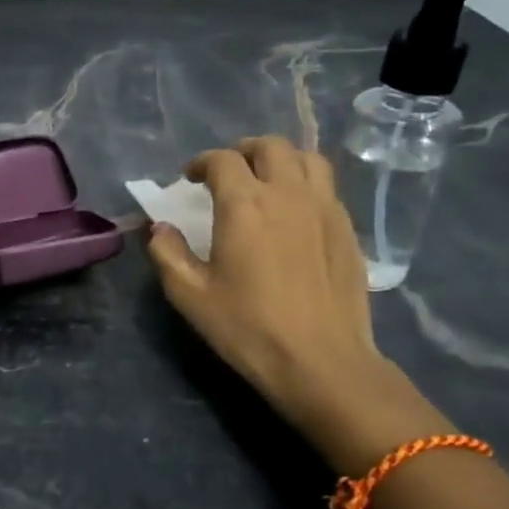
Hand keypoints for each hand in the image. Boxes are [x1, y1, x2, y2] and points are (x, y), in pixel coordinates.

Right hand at [146, 136, 393, 442]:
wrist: (321, 361)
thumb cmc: (248, 328)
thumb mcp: (190, 295)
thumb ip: (168, 253)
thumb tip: (161, 228)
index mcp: (244, 205)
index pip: (221, 160)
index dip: (201, 163)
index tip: (189, 179)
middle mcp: (287, 194)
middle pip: (269, 147)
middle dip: (243, 151)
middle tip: (228, 173)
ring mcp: (324, 208)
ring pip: (307, 159)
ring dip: (281, 160)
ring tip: (266, 181)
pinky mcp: (347, 229)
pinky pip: (327, 187)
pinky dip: (305, 184)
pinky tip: (294, 212)